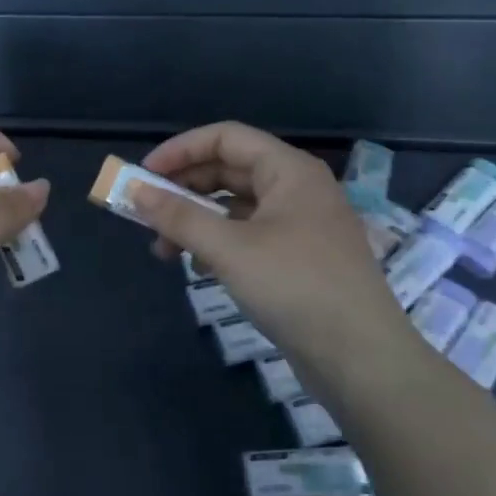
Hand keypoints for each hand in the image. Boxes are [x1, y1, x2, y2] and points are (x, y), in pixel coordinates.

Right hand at [127, 122, 413, 375]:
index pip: (225, 138)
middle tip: (147, 214)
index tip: (143, 175)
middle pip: (229, 170)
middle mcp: (297, 189)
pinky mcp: (298, 258)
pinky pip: (248, 235)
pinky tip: (198, 267)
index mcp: (289, 171)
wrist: (361, 357)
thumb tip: (134, 191)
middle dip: (184, 189)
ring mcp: (301, 224)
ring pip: (236, 207)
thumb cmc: (295, 287)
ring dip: (196, 221)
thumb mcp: (229, 249)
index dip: (180, 150)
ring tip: (164, 250)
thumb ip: (178, 217)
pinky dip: (218, 243)